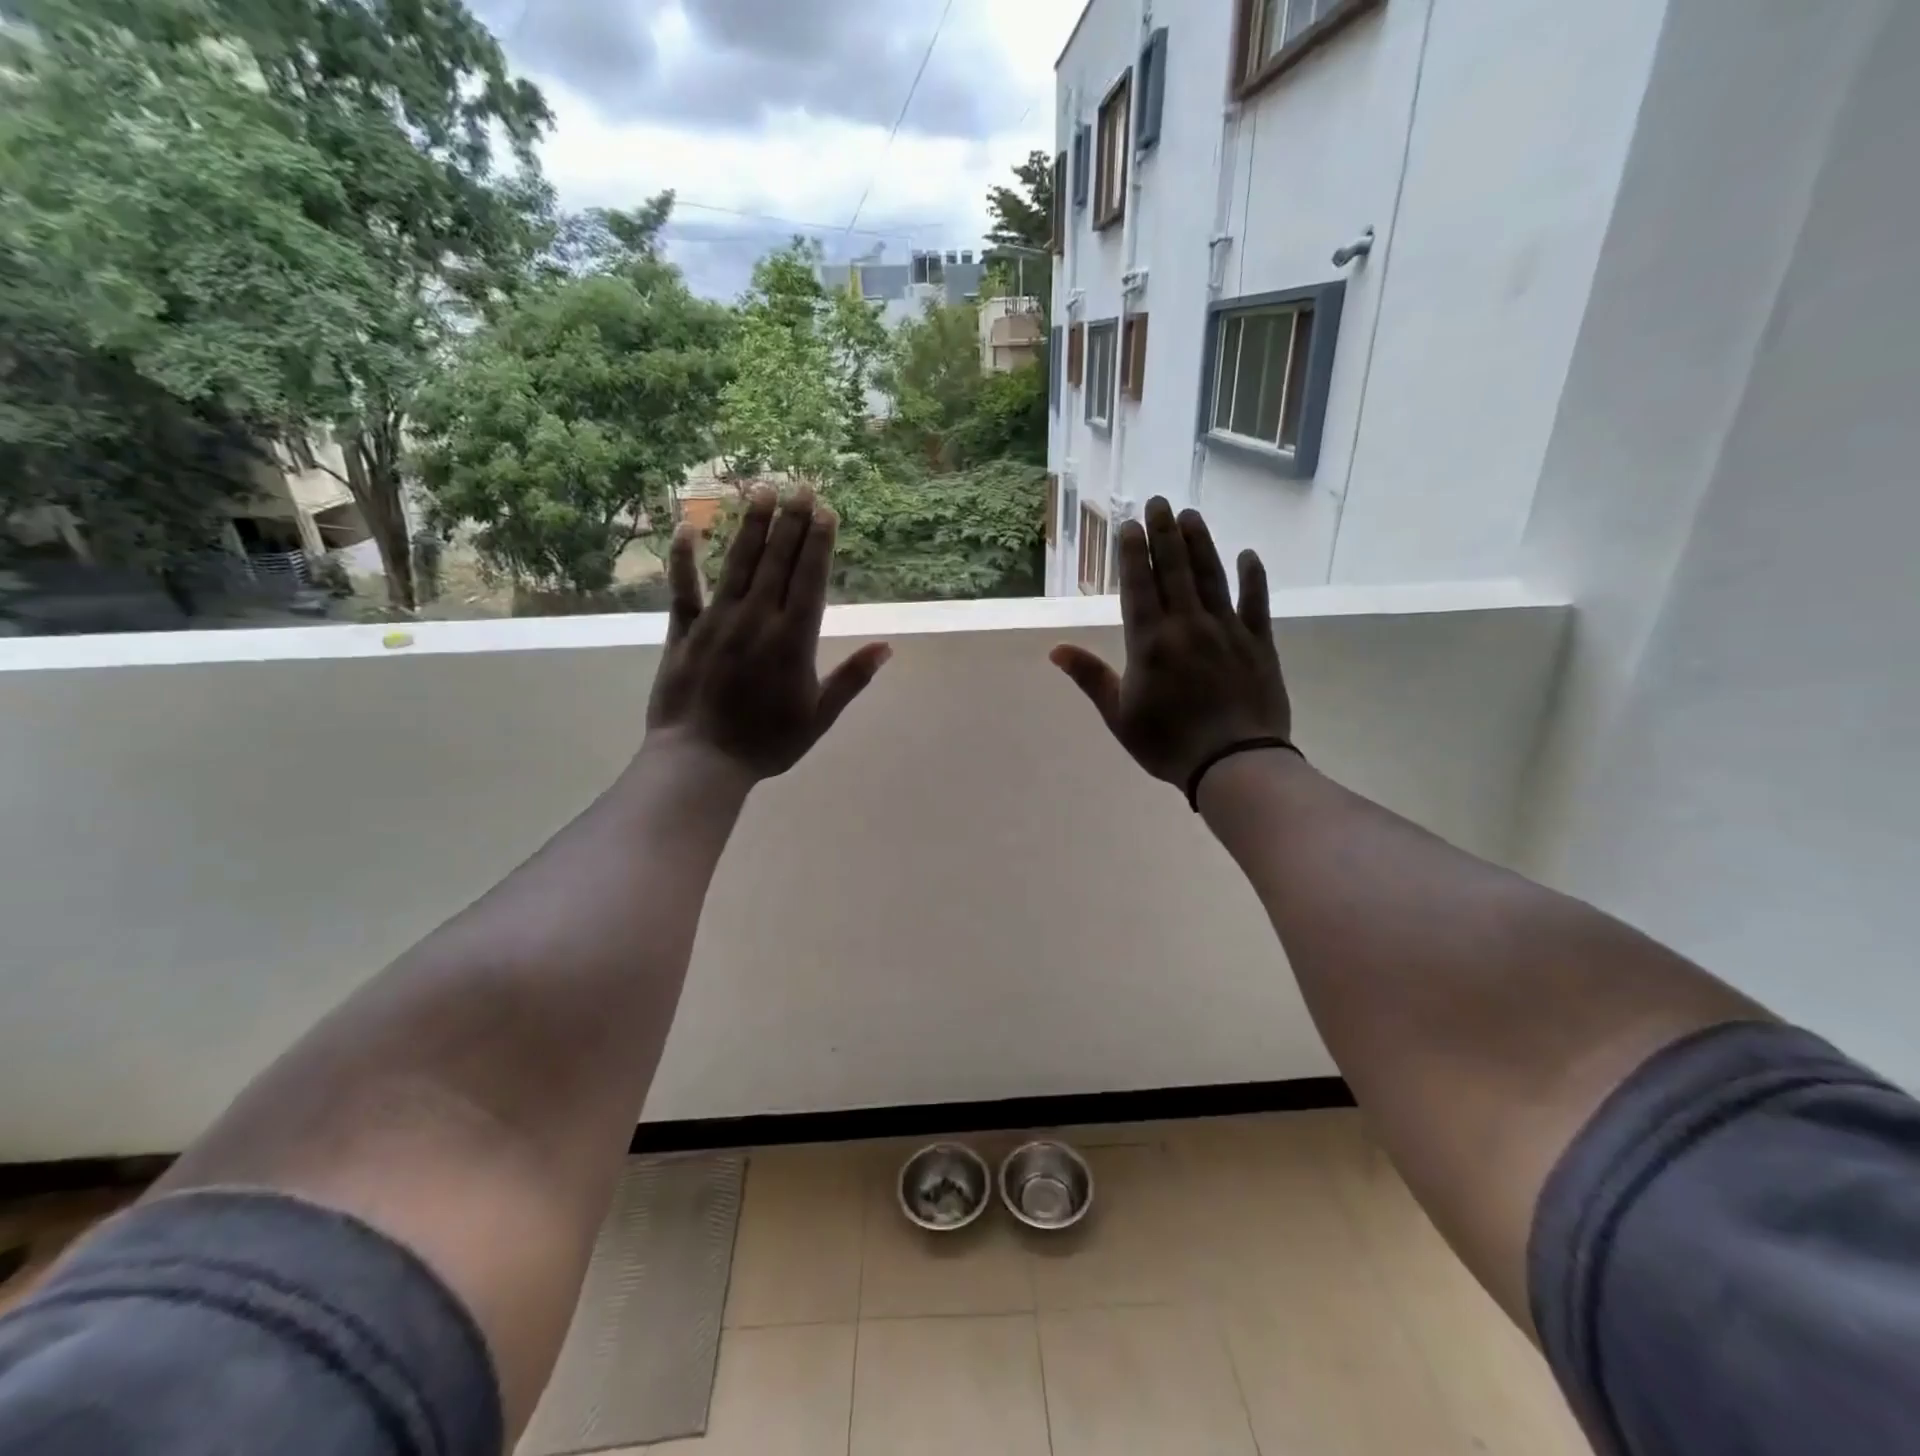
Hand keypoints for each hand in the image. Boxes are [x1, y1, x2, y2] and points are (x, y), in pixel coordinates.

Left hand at [645, 485, 891, 779]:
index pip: (810, 579)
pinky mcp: (683, 631)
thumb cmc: (767, 743)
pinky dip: (684, 558)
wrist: (700, 761)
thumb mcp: (819, 716)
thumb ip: (852, 679)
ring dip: (751, 525)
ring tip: (761, 490)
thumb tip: (887, 647)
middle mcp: (757, 619)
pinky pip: (683, 588)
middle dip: (791, 521)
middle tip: (799, 486)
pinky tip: (688, 527)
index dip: (818, 542)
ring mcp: (717, 620)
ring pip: (738, 563)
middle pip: (777, 561)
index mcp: (793, 640)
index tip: (825, 510)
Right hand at [1050, 496, 1290, 789]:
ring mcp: (1226, 631)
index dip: (1133, 553)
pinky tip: (1248, 555)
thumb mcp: (1118, 715)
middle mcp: (1187, 625)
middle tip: (1159, 501)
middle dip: (1164, 533)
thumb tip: (1055, 649)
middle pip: (1174, 570)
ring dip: (1200, 544)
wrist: (1234, 763)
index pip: (1138, 586)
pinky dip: (1252, 577)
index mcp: (1150, 642)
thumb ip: (1090, 677)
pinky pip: (1255, 602)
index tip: (1131, 523)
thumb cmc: (1167, 744)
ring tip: (1191, 516)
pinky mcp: (1258, 643)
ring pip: (1211, 577)